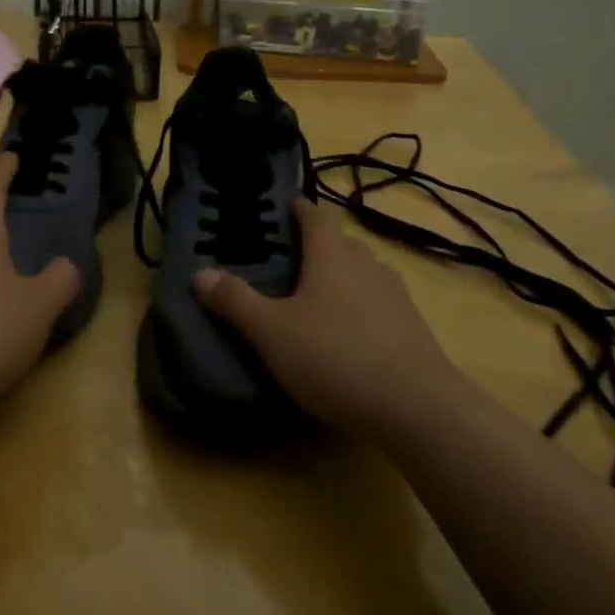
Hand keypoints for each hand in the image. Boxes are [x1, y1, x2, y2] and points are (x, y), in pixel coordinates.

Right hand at [193, 199, 460, 434]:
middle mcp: (367, 264)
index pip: (314, 216)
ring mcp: (396, 294)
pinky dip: (361, 306)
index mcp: (331, 254)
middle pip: (340, 243)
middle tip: (289, 260)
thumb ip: (235, 300)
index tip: (283, 209)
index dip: (298, 210)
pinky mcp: (413, 325)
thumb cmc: (333, 356)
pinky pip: (380, 302)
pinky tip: (349, 332)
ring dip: (342, 276)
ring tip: (317, 297)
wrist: (414, 405)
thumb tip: (199, 272)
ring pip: (363, 272)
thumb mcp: (271, 331)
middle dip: (317, 245)